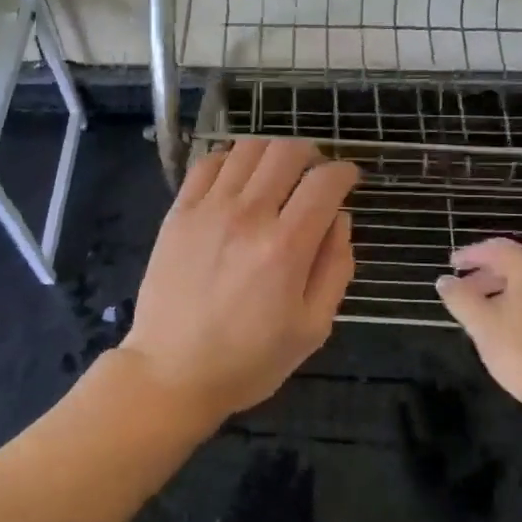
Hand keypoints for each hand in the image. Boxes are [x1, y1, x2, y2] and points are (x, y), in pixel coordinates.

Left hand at [119, 138, 357, 427]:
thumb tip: (341, 220)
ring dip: (272, 153)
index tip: (350, 180)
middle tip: (315, 176)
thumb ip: (335, 268)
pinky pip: (207, 163)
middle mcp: (248, 215)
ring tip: (277, 174)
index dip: (346, 172)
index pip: (325, 182)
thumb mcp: (312, 328)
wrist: (172, 372)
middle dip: (312, 155)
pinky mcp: (178, 212)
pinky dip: (230, 159)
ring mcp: (208, 209)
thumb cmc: (249, 360)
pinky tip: (238, 179)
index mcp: (286, 247)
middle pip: (287, 152)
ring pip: (248, 148)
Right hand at [435, 238, 521, 417]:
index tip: (452, 265)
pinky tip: (517, 327)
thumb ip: (459, 298)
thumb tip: (445, 280)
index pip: (496, 248)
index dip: (470, 255)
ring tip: (487, 311)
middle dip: (488, 274)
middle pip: (517, 263)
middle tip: (465, 291)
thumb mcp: (482, 325)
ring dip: (508, 290)